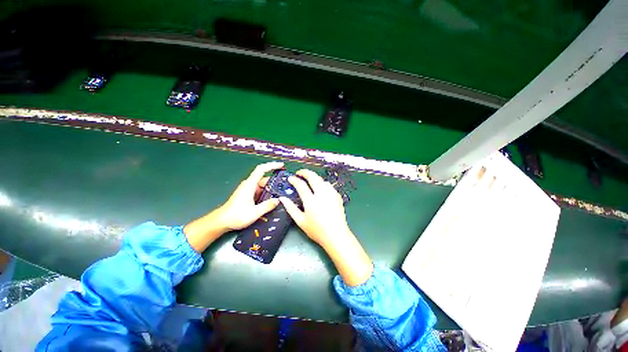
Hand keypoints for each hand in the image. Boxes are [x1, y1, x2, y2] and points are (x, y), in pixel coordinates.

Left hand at [219, 162, 283, 229]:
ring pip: (263, 185)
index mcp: (250, 185)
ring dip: (271, 188)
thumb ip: (267, 205)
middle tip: (286, 186)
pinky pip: (260, 190)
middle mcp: (249, 185)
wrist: (221, 221)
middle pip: (264, 178)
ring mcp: (248, 189)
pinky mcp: (248, 195)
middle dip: (275, 181)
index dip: (272, 165)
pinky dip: (267, 192)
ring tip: (282, 193)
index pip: (261, 169)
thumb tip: (278, 200)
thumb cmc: (236, 216)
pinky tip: (273, 199)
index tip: (281, 165)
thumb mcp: (254, 212)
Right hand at [278, 169, 349, 246]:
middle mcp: (322, 194)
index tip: (290, 178)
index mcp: (311, 201)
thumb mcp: (301, 221)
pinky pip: (328, 185)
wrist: (337, 235)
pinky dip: (322, 183)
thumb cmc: (317, 230)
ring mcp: (331, 194)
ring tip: (308, 181)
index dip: (294, 180)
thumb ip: (290, 208)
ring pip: (321, 179)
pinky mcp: (337, 195)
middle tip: (299, 174)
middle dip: (305, 172)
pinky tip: (319, 189)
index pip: (301, 185)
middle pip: (313, 176)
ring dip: (314, 177)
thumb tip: (282, 198)